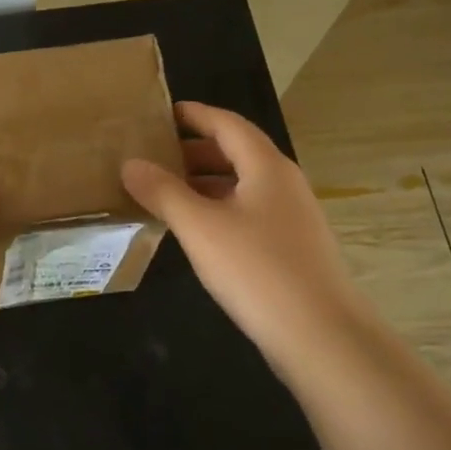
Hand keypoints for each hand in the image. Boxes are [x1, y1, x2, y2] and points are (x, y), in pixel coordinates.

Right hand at [122, 102, 364, 369]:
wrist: (320, 335)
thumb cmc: (257, 270)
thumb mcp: (199, 227)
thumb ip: (162, 192)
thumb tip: (130, 163)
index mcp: (266, 167)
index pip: (227, 124)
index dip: (195, 115)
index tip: (162, 113)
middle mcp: (283, 184)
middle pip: (237, 152)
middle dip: (195, 149)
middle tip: (154, 154)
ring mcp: (291, 217)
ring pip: (242, 185)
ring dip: (204, 181)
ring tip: (165, 190)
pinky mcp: (291, 248)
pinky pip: (248, 212)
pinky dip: (218, 208)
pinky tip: (195, 230)